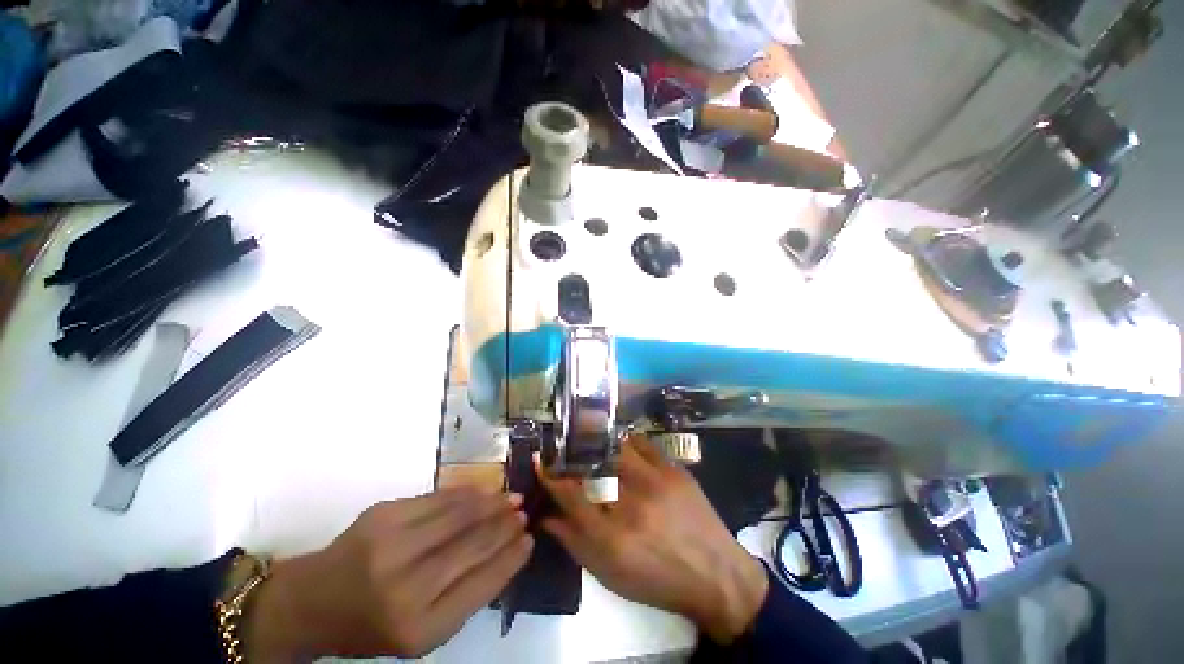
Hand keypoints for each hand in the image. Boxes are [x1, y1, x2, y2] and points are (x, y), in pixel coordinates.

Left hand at [244, 488, 532, 660]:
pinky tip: (483, 492)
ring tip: (512, 498)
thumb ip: (465, 595)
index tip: (530, 540)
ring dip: (492, 503)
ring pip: (460, 514)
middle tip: (525, 513)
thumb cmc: (372, 624)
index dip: (511, 557)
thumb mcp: (421, 631)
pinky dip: (467, 493)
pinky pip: (439, 498)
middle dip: (506, 525)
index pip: (483, 583)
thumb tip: (507, 551)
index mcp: (419, 628)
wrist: (312, 601)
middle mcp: (406, 587)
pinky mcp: (383, 514)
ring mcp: (392, 545)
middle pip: (474, 544)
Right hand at [539, 435, 767, 643]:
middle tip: (565, 447)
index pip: (570, 495)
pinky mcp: (674, 470)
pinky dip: (627, 441)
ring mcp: (655, 482)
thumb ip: (574, 543)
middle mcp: (631, 503)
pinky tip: (622, 444)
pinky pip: (643, 444)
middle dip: (573, 452)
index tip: (540, 460)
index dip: (550, 475)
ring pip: (616, 448)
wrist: (715, 575)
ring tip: (590, 440)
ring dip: (599, 443)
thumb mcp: (610, 575)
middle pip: (592, 465)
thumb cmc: (657, 581)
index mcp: (611, 537)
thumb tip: (546, 518)